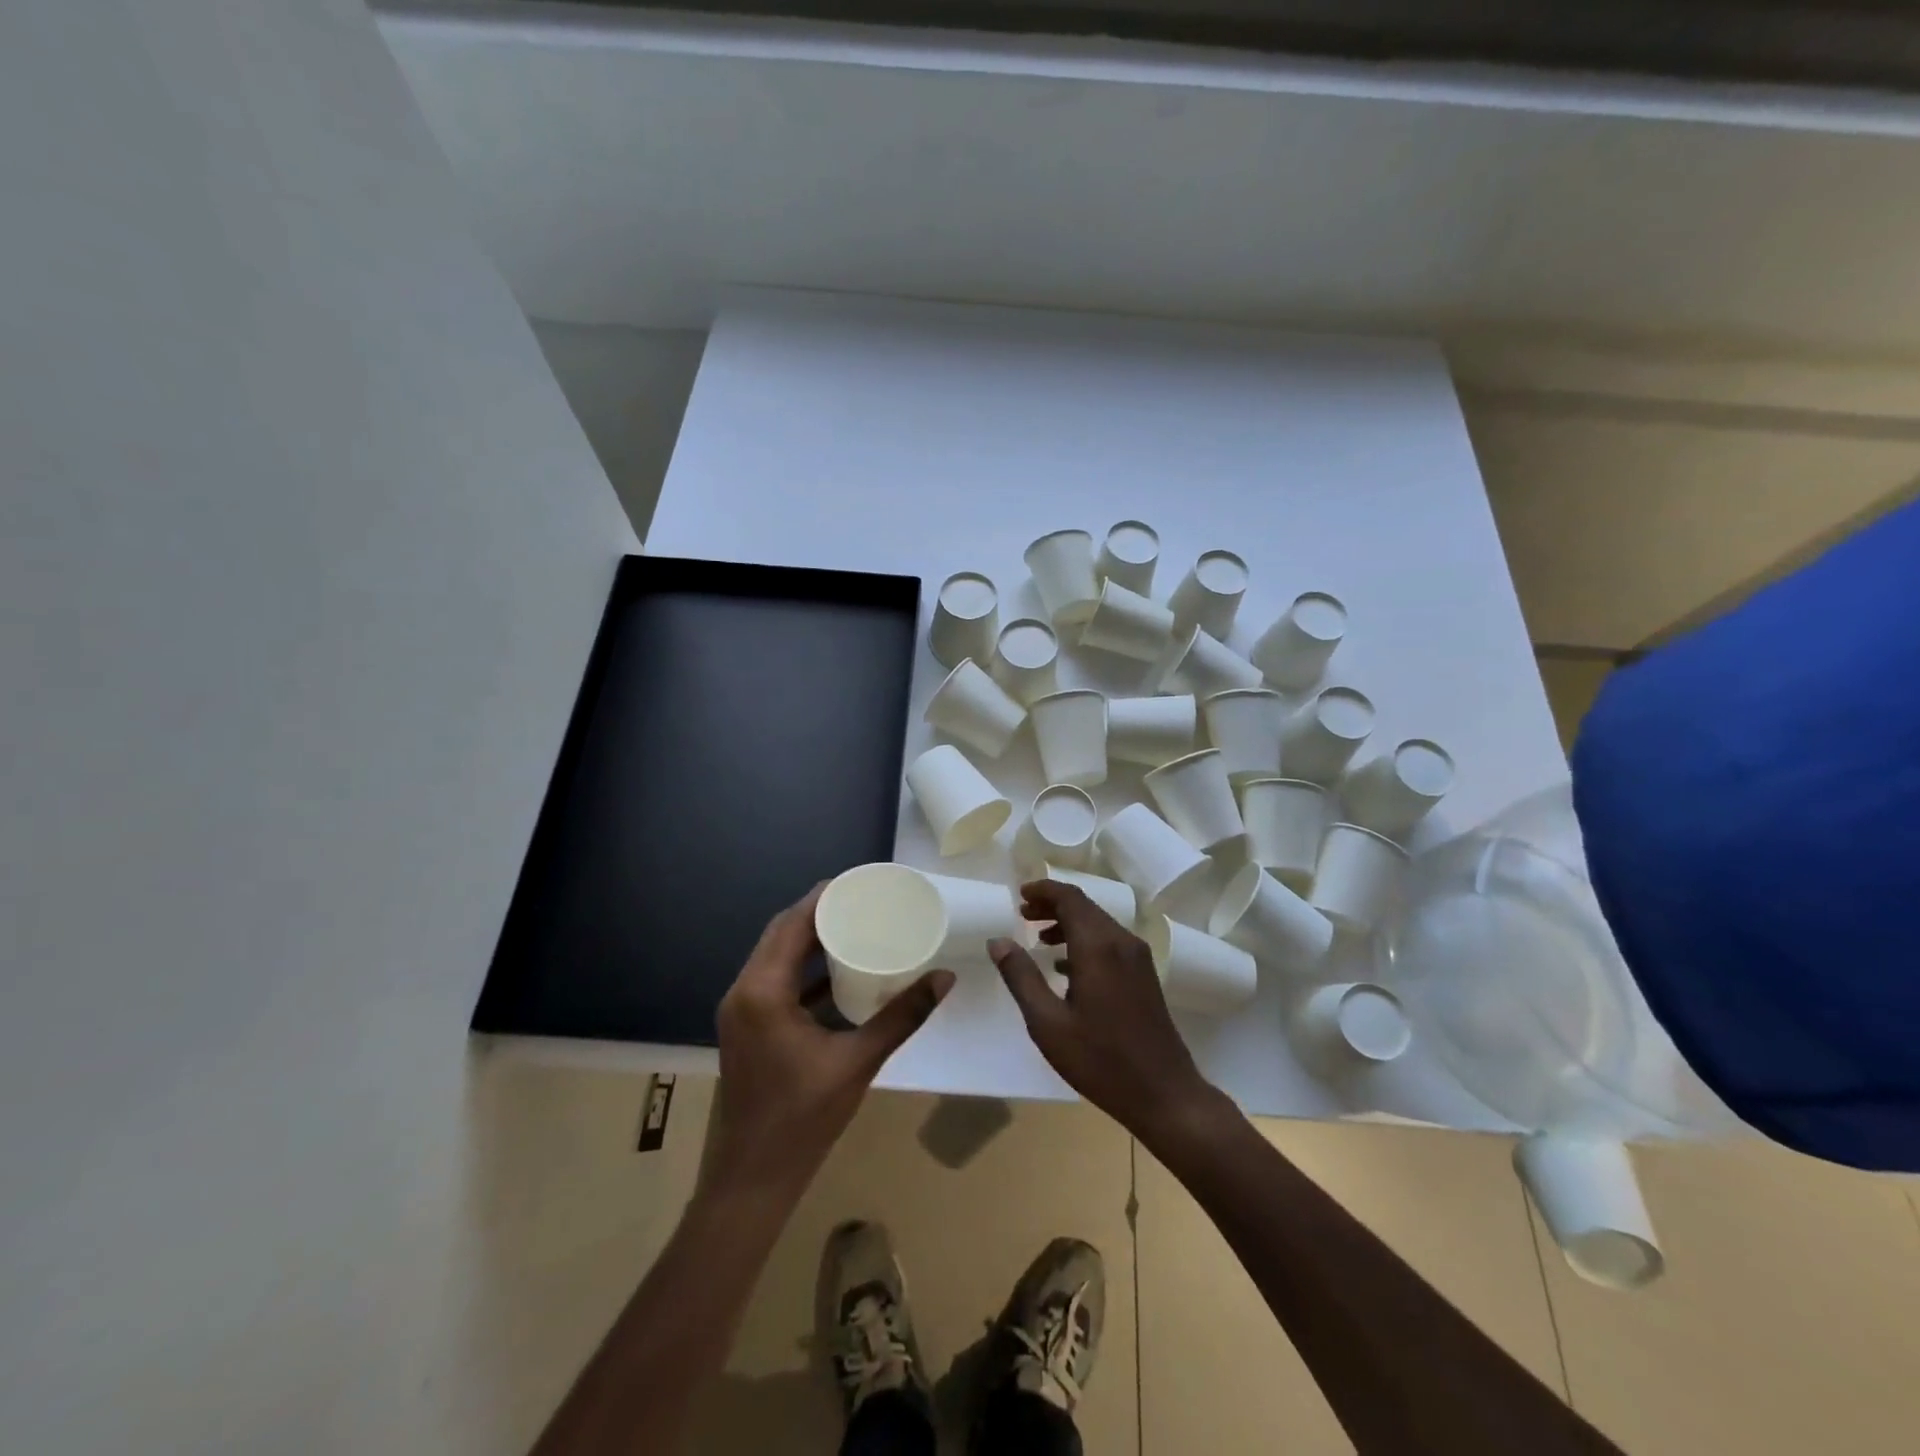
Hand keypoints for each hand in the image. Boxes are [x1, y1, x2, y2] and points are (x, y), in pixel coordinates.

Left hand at [704, 884, 953, 1204]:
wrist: (752, 1180)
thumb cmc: (802, 1119)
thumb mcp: (858, 1061)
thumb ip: (902, 1016)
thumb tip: (944, 978)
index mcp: (762, 992)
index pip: (790, 925)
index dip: (822, 898)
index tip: (858, 882)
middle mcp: (743, 992)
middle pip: (780, 934)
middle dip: (818, 913)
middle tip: (861, 900)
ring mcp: (741, 1012)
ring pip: (774, 957)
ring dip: (808, 939)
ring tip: (852, 924)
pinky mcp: (747, 1028)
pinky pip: (774, 981)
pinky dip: (802, 968)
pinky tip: (836, 969)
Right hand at [991, 880, 1219, 1142]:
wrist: (1164, 1094)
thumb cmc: (1100, 1060)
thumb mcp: (1048, 1023)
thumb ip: (1021, 977)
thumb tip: (998, 941)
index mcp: (1098, 947)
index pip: (1069, 898)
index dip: (1043, 891)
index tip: (1019, 895)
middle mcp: (1121, 942)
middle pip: (1084, 907)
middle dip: (1052, 906)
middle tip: (1022, 915)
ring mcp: (1137, 958)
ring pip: (1098, 924)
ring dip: (1068, 923)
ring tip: (1038, 939)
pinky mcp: (1145, 975)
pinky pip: (1110, 942)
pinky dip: (1085, 941)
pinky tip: (1065, 967)